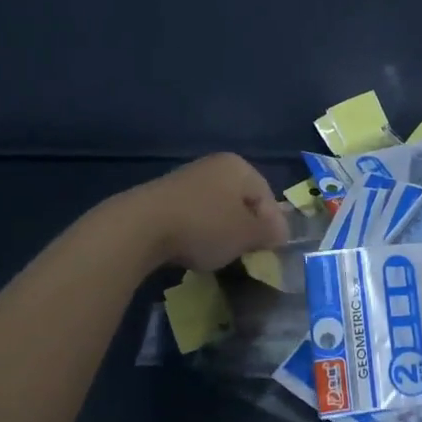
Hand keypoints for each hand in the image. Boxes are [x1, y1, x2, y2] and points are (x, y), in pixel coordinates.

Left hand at [120, 153, 290, 271]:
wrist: (140, 227)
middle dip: (245, 228)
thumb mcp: (246, 234)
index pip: (267, 196)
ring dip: (220, 231)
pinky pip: (192, 215)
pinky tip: (191, 250)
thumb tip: (281, 232)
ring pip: (216, 209)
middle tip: (246, 254)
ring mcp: (186, 179)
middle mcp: (213, 165)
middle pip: (241, 201)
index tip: (269, 252)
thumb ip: (269, 232)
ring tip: (217, 255)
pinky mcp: (164, 196)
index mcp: (238, 166)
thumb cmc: (204, 226)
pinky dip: (197, 231)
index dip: (272, 226)